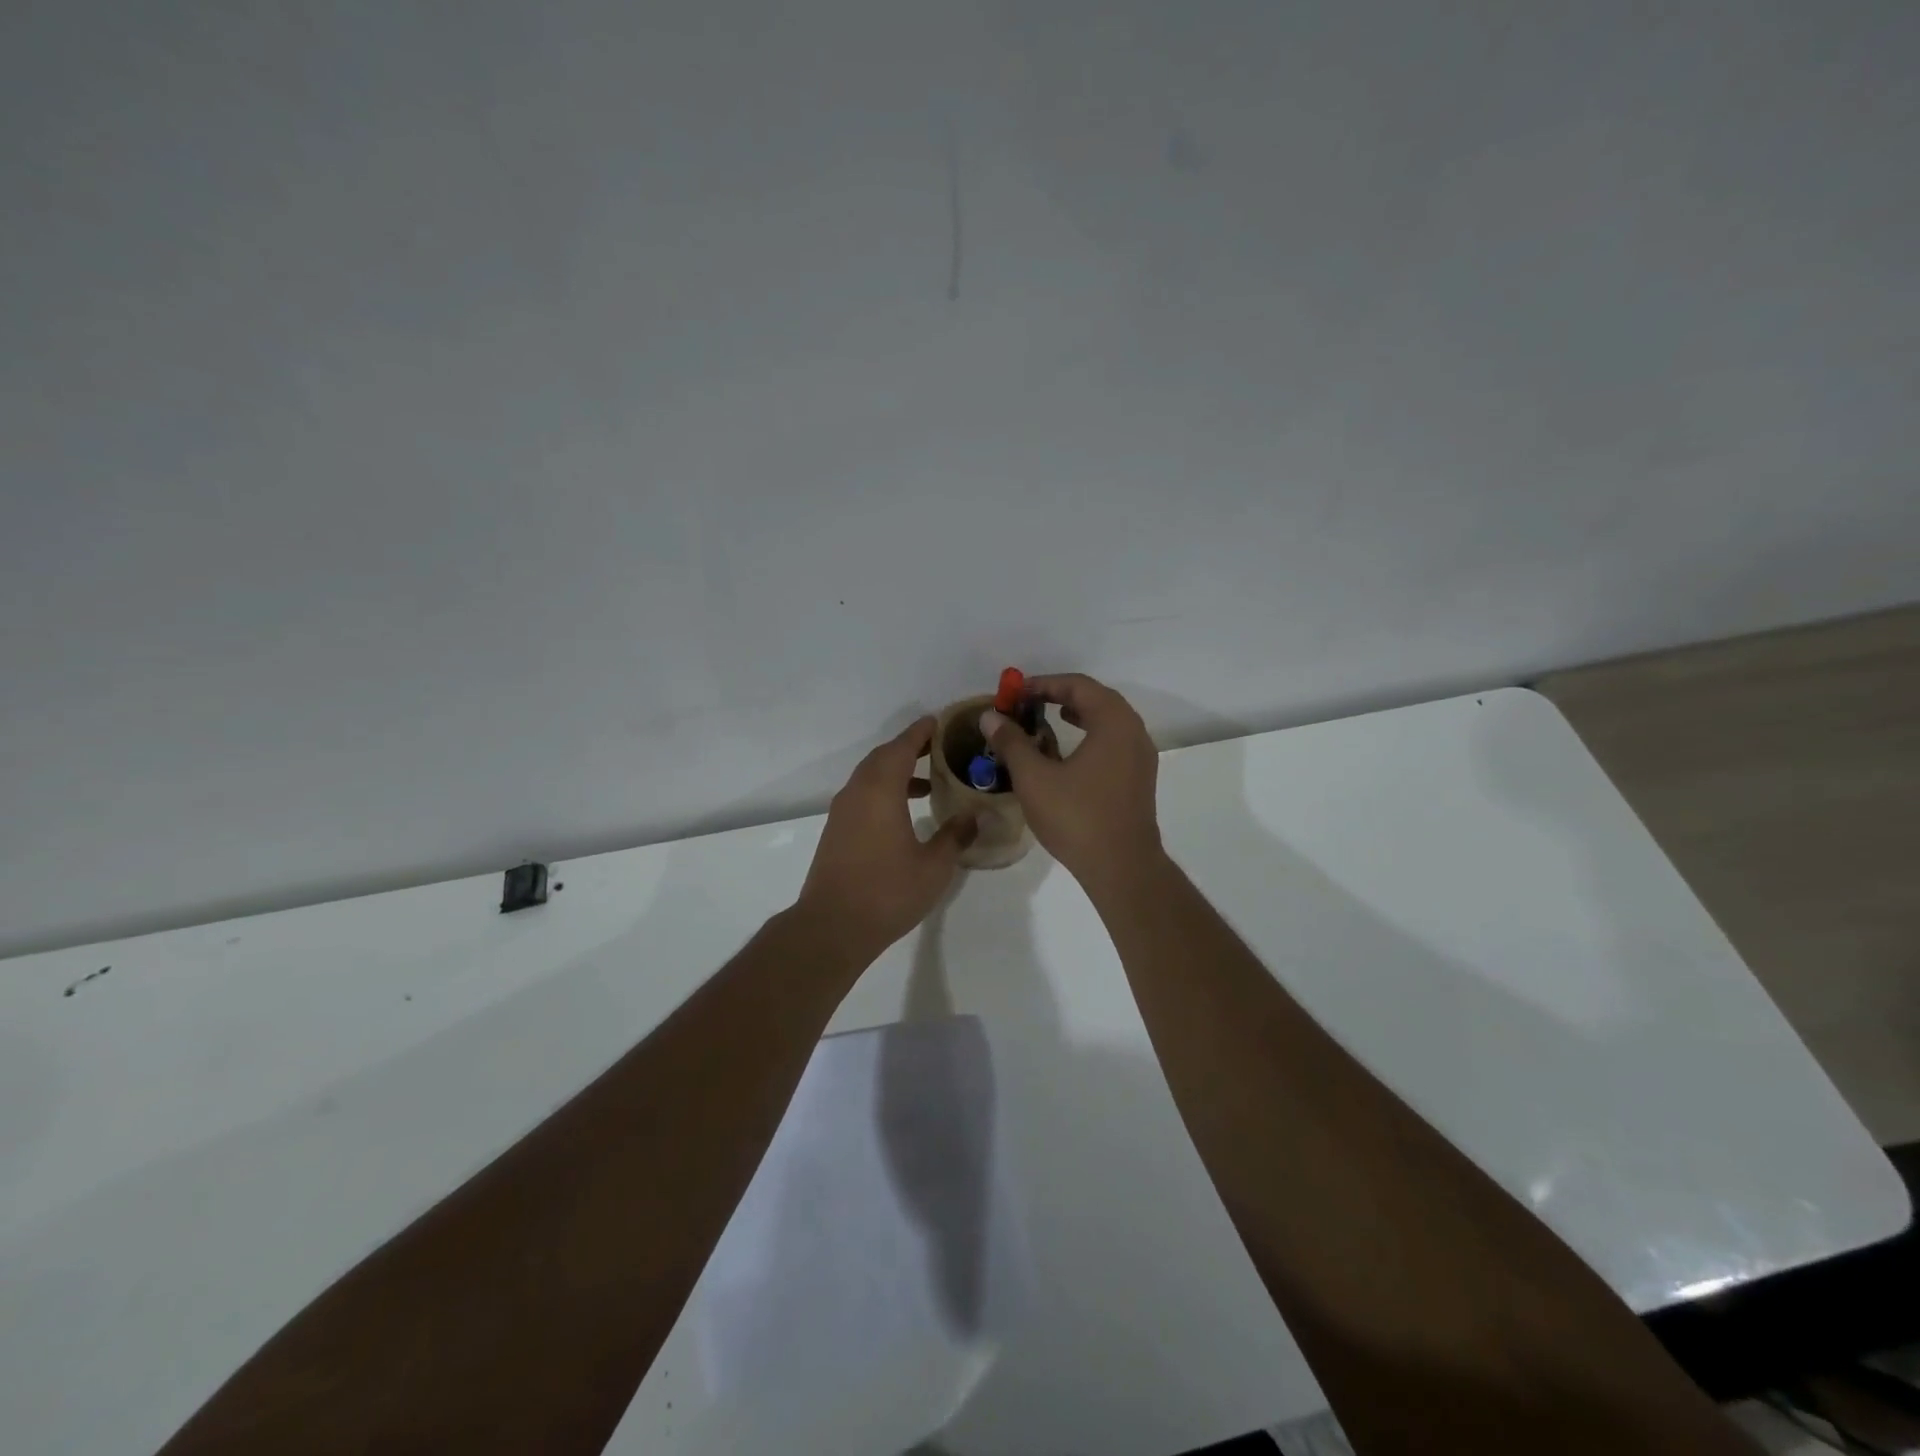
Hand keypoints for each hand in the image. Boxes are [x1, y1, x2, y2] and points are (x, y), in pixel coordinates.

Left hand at [795, 716, 976, 963]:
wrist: (832, 927)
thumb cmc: (887, 892)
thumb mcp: (934, 867)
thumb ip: (955, 836)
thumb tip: (974, 816)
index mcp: (880, 791)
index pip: (901, 748)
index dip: (920, 732)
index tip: (939, 722)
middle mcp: (857, 793)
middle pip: (882, 757)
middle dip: (909, 748)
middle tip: (939, 748)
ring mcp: (843, 812)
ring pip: (870, 777)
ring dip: (896, 772)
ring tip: (929, 782)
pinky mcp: (836, 831)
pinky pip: (863, 795)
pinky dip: (884, 791)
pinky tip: (904, 813)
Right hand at [980, 673, 1162, 893]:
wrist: (1122, 867)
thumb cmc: (1077, 817)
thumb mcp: (1034, 778)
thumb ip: (1012, 742)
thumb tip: (990, 716)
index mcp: (1113, 722)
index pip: (1078, 686)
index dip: (1043, 684)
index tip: (1015, 693)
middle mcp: (1134, 732)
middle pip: (1096, 699)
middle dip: (1060, 696)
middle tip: (1028, 703)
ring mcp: (1141, 756)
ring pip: (1107, 721)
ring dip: (1077, 715)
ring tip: (1047, 721)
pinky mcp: (1139, 779)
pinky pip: (1113, 742)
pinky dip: (1089, 735)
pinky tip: (1068, 753)